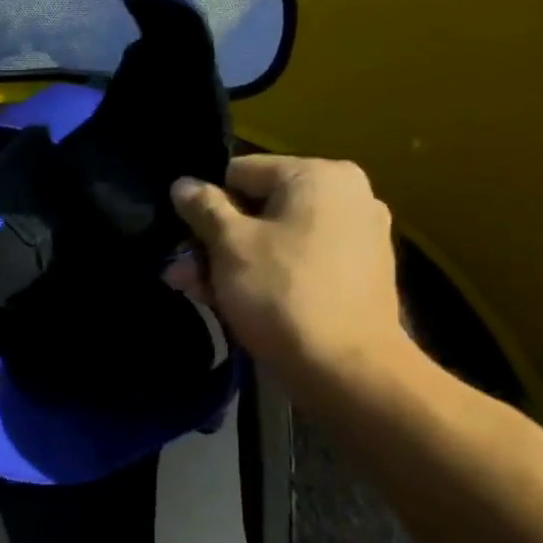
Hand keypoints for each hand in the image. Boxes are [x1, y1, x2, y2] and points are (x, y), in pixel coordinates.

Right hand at [167, 155, 415, 392]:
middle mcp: (348, 195)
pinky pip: (301, 262)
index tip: (188, 242)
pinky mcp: (360, 274)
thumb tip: (183, 184)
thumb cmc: (281, 293)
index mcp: (320, 175)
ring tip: (200, 293)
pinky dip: (269, 276)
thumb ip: (203, 208)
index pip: (242, 173)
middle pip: (260, 209)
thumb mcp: (229, 245)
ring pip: (277, 239)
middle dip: (217, 242)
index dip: (207, 205)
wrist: (346, 368)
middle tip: (184, 275)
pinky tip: (237, 303)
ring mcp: (359, 236)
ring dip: (235, 263)